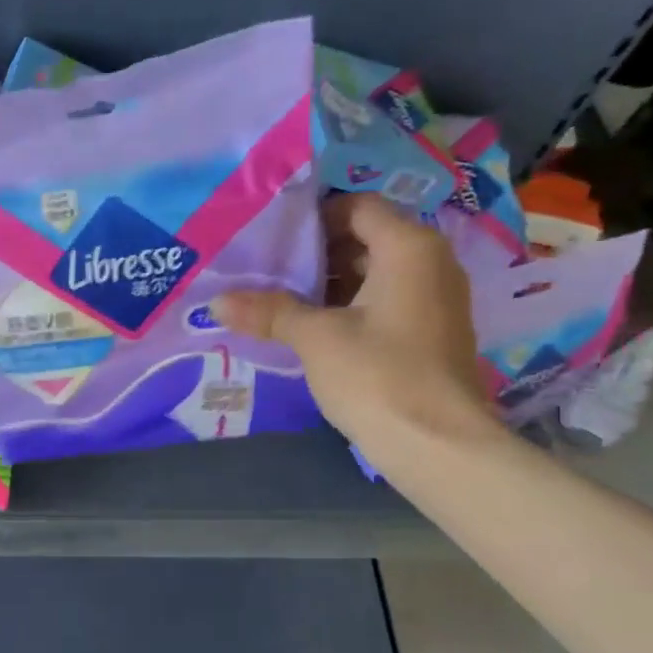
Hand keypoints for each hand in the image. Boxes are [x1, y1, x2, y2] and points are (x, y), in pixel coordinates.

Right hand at [214, 194, 498, 452]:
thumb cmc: (378, 375)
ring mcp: (434, 299)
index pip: (358, 207)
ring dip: (328, 284)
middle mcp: (430, 263)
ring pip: (373, 274)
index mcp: (409, 248)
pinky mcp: (429, 333)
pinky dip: (348, 306)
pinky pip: (384, 302)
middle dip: (315, 253)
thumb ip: (268, 312)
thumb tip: (215, 302)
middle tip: (265, 267)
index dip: (314, 216)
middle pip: (365, 239)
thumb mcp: (316, 338)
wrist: (437, 445)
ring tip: (278, 298)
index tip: (271, 236)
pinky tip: (309, 328)